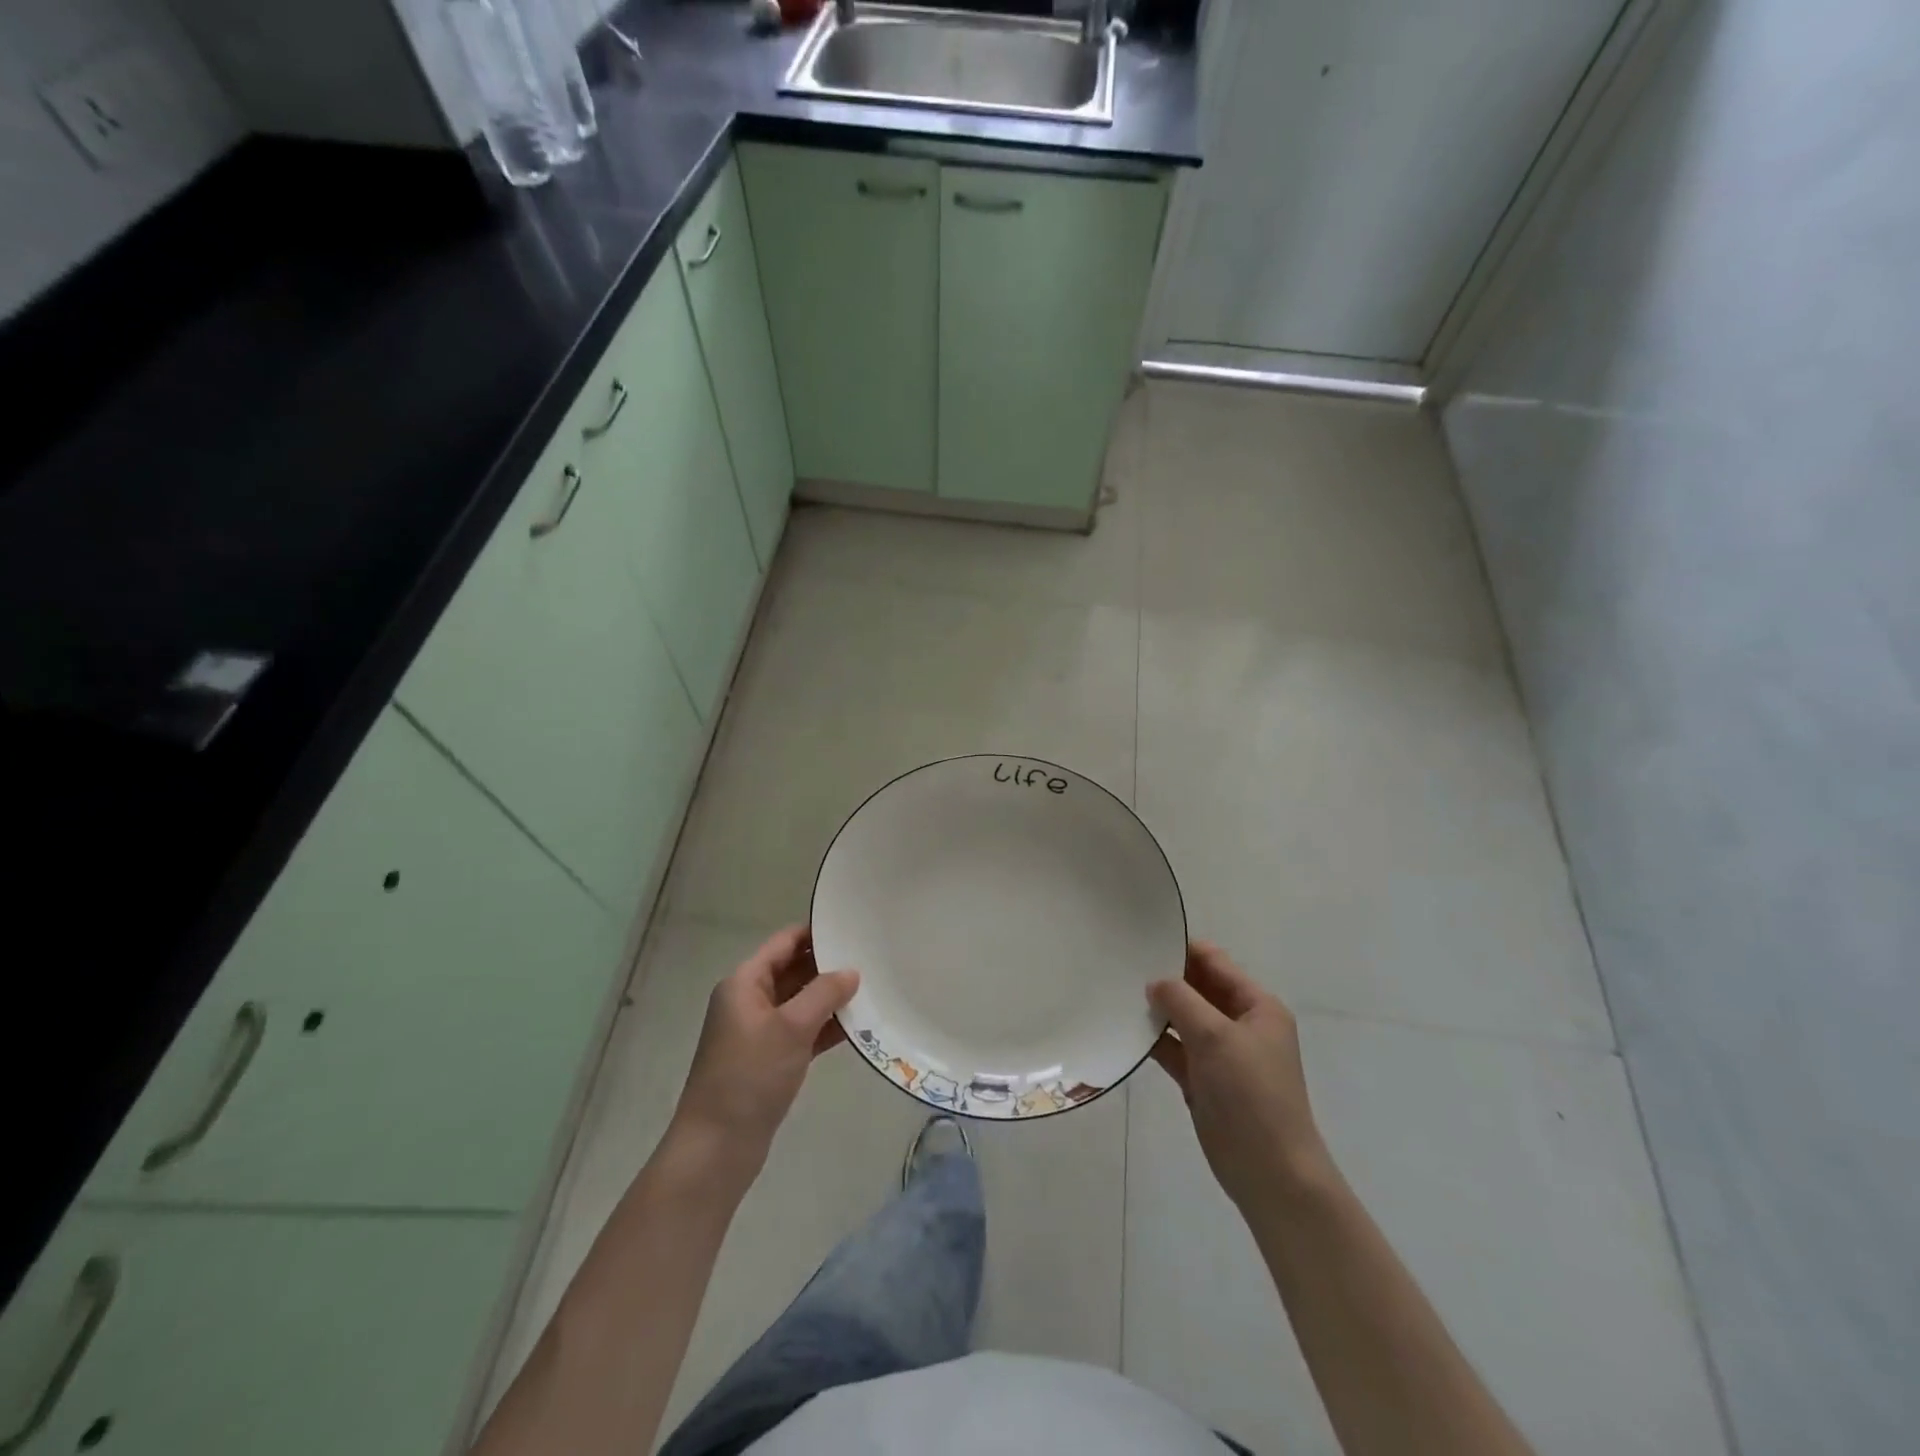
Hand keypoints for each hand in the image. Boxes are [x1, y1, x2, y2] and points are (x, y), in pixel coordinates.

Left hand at [671, 926, 859, 1174]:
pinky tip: (858, 1027)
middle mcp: (749, 1001)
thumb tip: (851, 972)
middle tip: (870, 958)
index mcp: (745, 983)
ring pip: (800, 1002)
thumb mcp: (791, 1027)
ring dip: (830, 998)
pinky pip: (802, 1031)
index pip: (784, 942)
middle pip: (793, 970)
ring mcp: (759, 1032)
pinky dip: (825, 1027)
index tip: (852, 927)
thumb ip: (824, 993)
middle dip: (828, 965)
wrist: (717, 1148)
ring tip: (872, 988)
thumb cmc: (750, 1076)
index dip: (815, 932)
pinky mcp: (770, 1060)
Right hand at [1148, 941, 1330, 1210]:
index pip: (1215, 962)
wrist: (1270, 1172)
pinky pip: (1175, 1049)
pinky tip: (1126, 1029)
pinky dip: (1155, 1040)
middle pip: (1198, 988)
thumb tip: (1155, 982)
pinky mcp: (1204, 1080)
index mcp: (1257, 1006)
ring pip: (1184, 1019)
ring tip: (1116, 992)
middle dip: (1166, 978)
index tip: (1142, 941)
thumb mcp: (1216, 1036)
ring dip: (1157, 1009)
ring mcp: (1221, 1054)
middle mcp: (1240, 1024)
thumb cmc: (1251, 1094)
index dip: (1182, 950)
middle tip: (1122, 965)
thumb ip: (1182, 1001)